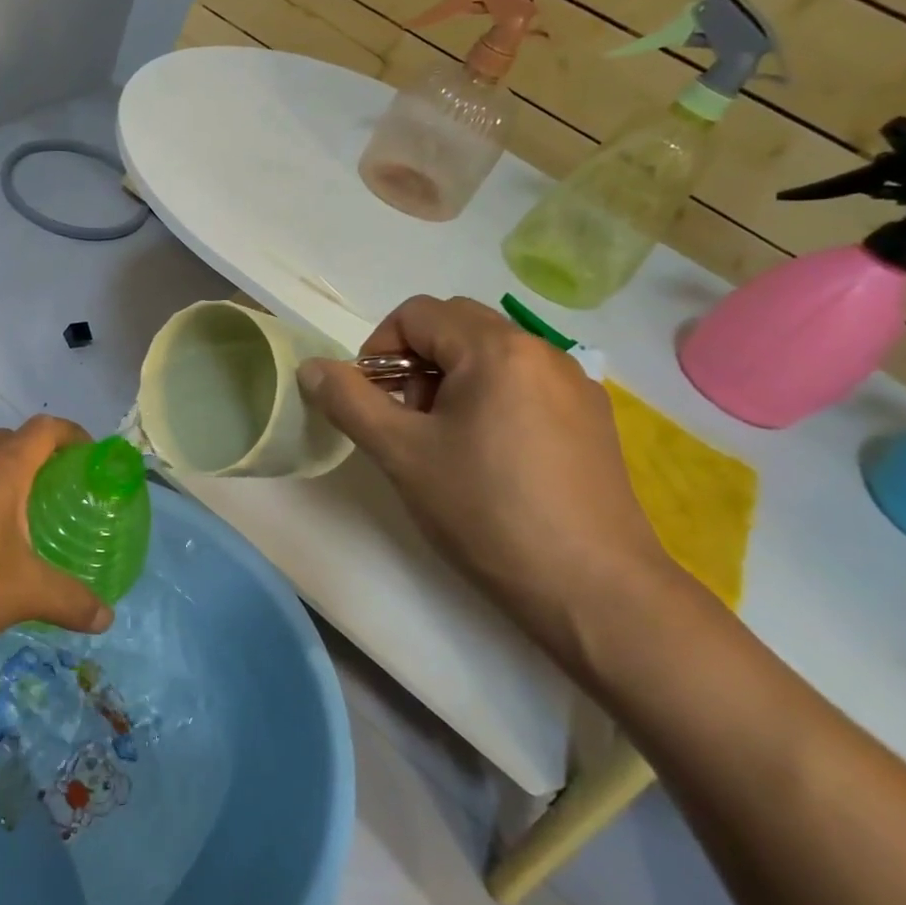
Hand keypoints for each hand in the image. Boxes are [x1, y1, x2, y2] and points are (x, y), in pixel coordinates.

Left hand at [0, 416, 114, 649]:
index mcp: (2, 469)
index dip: (71, 434)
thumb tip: (106, 618)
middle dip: (35, 456)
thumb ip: (70, 601)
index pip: (45, 429)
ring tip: (7, 515)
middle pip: (9, 440)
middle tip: (52, 492)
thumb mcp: (24, 594)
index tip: (87, 457)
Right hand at [298, 297, 670, 654]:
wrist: (594, 591)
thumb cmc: (486, 512)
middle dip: (415, 362)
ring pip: (491, 355)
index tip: (371, 402)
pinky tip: (490, 459)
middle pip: (456, 326)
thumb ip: (349, 402)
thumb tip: (311, 367)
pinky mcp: (592, 420)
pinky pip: (525, 384)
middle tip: (406, 420)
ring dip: (451, 381)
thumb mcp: (402, 454)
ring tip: (445, 444)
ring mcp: (575, 386)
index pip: (417, 313)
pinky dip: (490, 400)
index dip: (378, 349)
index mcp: (496, 349)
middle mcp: (542, 351)